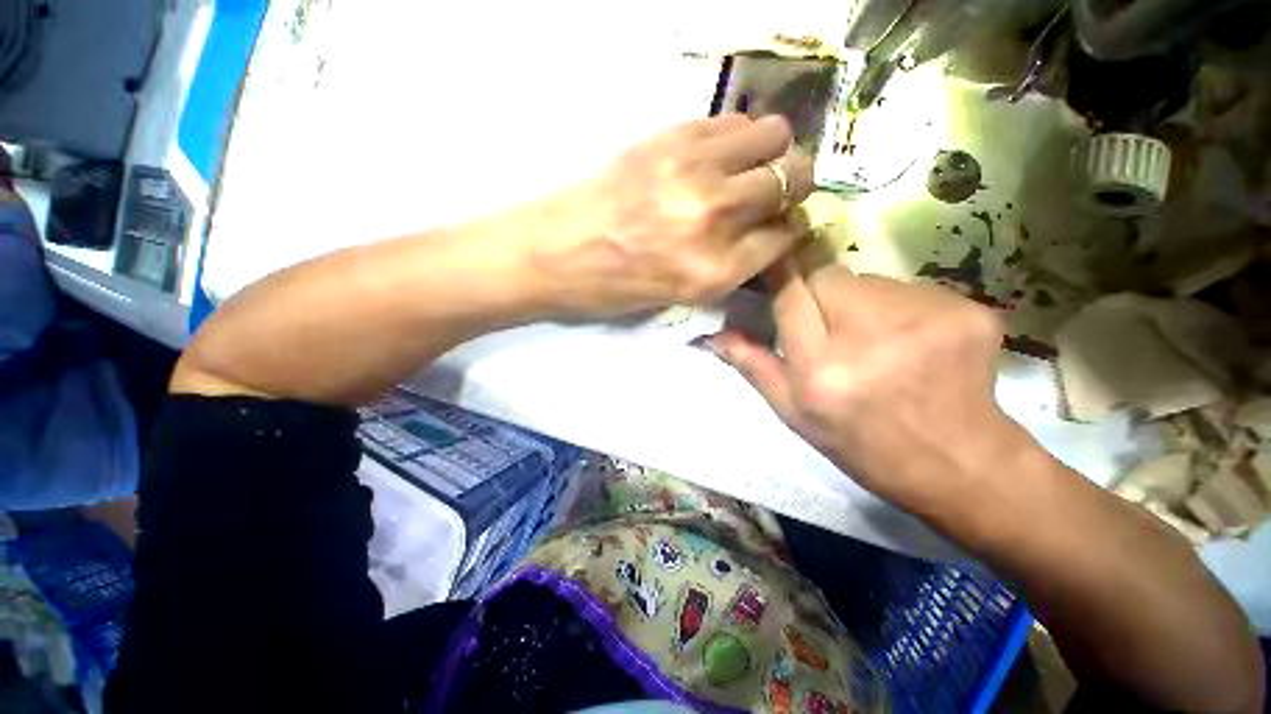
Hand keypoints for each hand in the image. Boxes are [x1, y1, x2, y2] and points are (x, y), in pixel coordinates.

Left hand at [526, 114, 812, 318]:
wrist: (553, 253)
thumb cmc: (612, 289)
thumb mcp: (679, 297)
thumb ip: (730, 266)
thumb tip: (767, 231)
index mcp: (714, 271)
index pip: (785, 237)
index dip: (786, 229)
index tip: (778, 225)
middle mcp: (715, 218)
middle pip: (792, 179)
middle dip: (791, 187)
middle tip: (771, 192)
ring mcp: (694, 171)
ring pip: (773, 137)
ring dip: (771, 153)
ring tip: (749, 167)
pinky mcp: (671, 137)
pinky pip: (732, 121)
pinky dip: (738, 136)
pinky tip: (718, 154)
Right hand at [706, 259, 1029, 516]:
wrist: (958, 463)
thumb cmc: (861, 443)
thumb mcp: (794, 413)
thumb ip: (753, 366)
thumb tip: (713, 335)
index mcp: (822, 369)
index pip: (791, 293)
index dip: (780, 272)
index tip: (773, 264)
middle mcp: (870, 335)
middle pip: (828, 275)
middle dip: (818, 291)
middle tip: (828, 326)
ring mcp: (926, 318)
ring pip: (868, 279)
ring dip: (859, 301)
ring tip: (873, 340)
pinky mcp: (965, 309)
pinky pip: (909, 288)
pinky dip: (899, 307)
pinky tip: (910, 341)